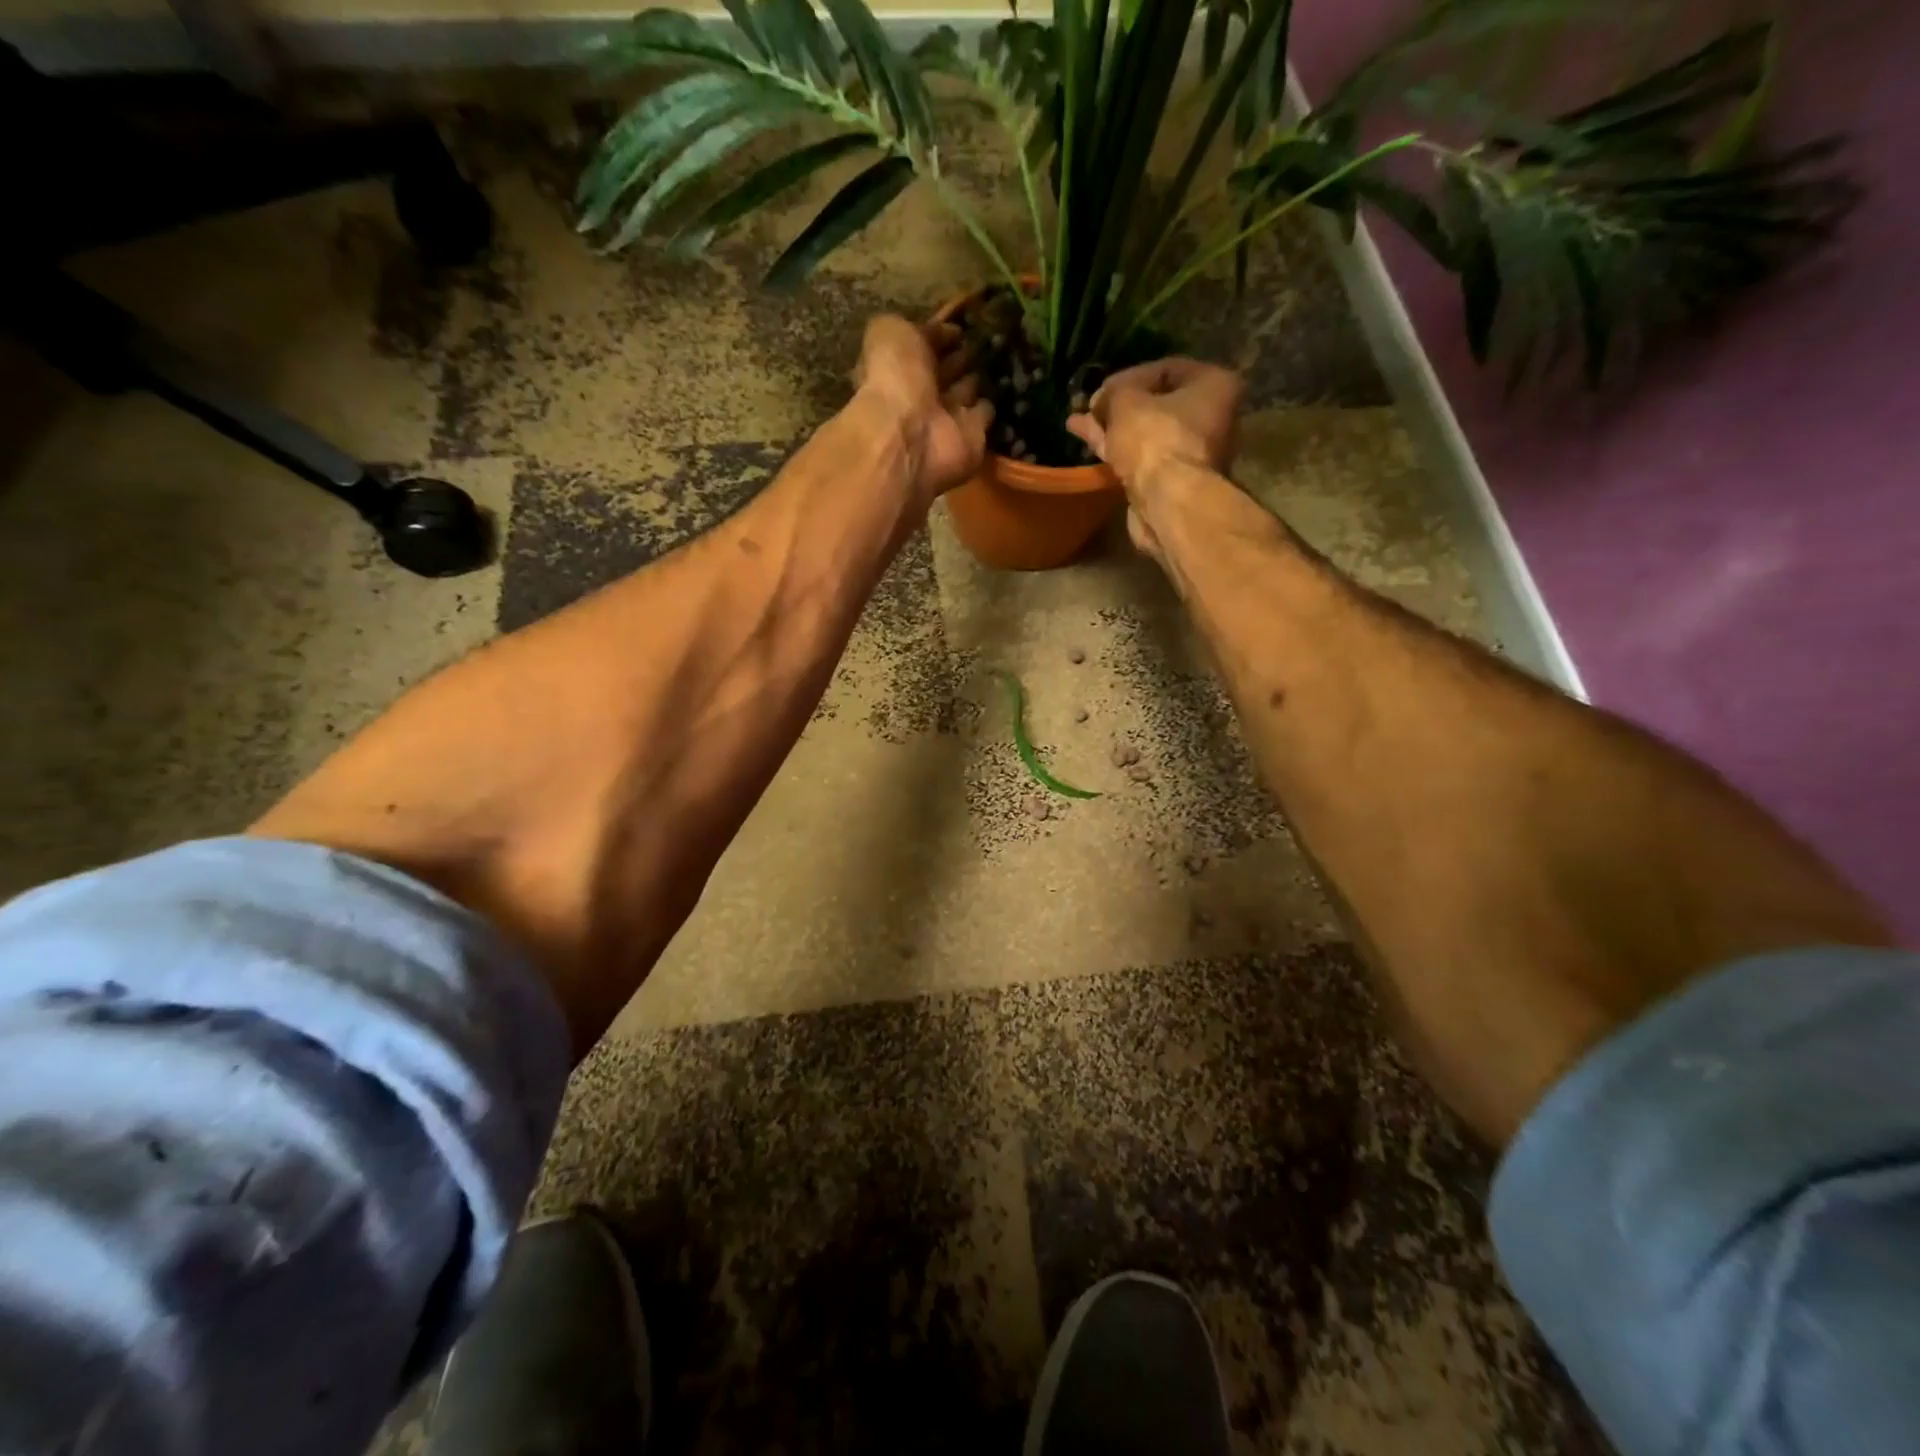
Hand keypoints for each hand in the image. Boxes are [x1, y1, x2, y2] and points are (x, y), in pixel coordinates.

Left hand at [853, 314, 993, 504]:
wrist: (912, 437)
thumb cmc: (895, 379)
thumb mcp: (890, 332)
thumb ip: (911, 327)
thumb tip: (943, 330)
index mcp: (898, 368)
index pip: (922, 347)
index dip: (940, 335)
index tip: (961, 325)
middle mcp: (922, 394)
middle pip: (946, 370)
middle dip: (962, 356)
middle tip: (986, 339)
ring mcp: (947, 418)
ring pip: (966, 391)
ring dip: (978, 378)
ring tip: (1002, 356)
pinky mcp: (972, 438)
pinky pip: (985, 415)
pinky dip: (993, 404)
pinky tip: (1007, 385)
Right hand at [1067, 357, 1244, 566]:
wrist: (1167, 501)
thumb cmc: (1155, 437)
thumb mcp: (1126, 400)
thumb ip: (1113, 393)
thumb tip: (1102, 401)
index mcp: (1214, 386)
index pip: (1168, 369)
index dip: (1130, 375)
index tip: (1103, 387)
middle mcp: (1212, 417)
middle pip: (1157, 404)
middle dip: (1120, 405)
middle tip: (1091, 405)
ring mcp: (1192, 453)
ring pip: (1146, 433)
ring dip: (1112, 427)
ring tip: (1078, 422)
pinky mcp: (1172, 481)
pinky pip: (1142, 456)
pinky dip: (1116, 448)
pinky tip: (1086, 441)